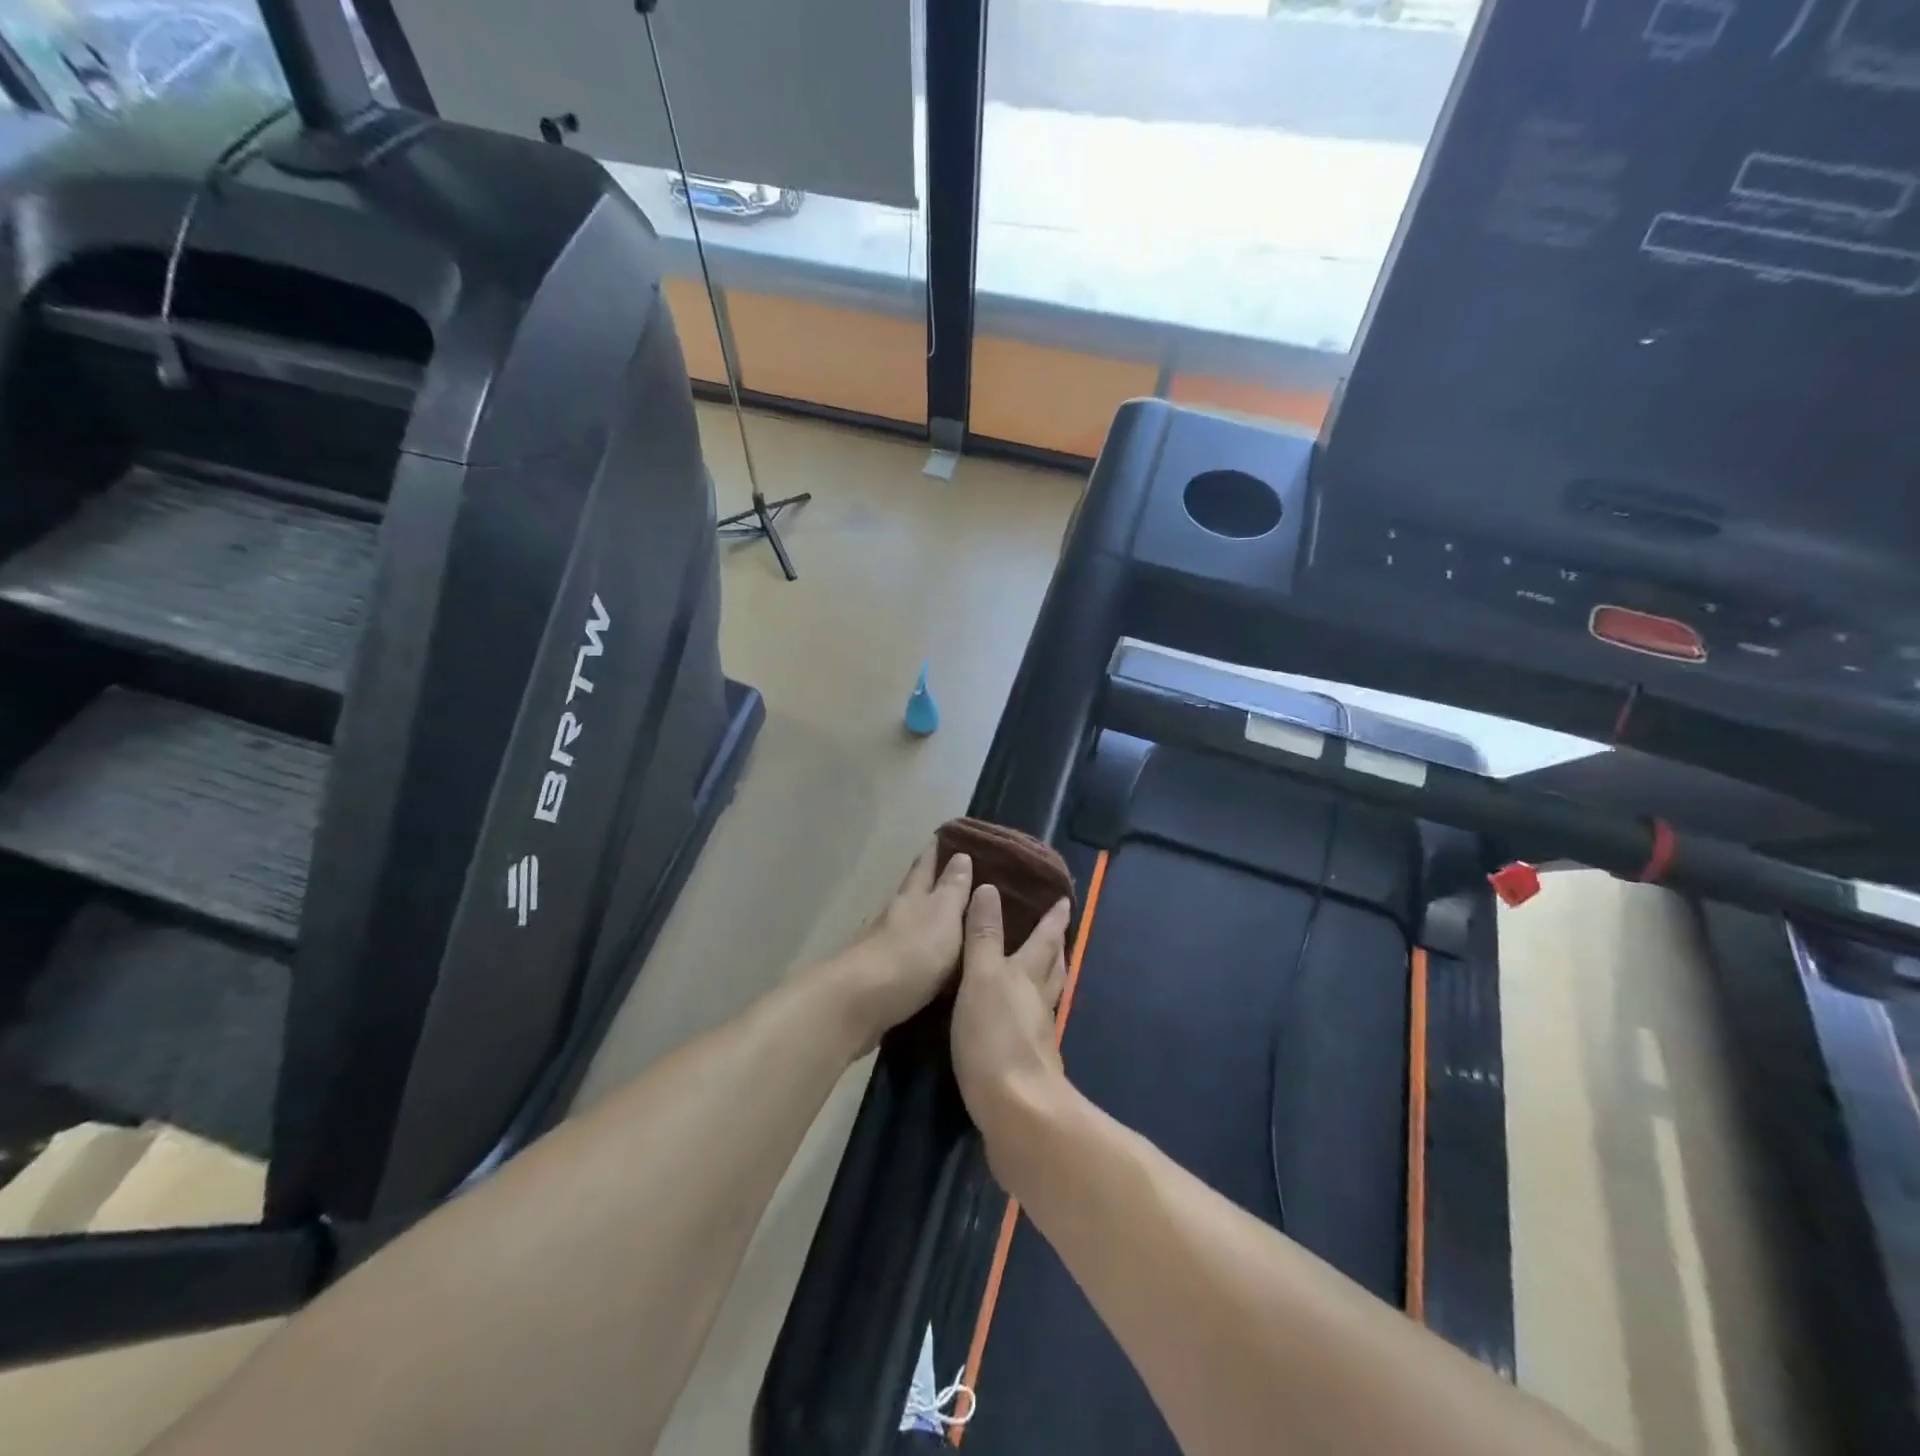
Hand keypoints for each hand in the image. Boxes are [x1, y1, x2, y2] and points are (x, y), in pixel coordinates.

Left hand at [833, 842, 972, 1052]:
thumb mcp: (942, 917)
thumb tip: (961, 856)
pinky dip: (912, 952)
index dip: (934, 853)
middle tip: (944, 871)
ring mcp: (880, 946)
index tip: (942, 836)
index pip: (925, 868)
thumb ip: (952, 890)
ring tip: (939, 918)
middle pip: (910, 892)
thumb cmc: (911, 955)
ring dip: (918, 918)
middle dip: (925, 881)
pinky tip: (921, 960)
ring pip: (903, 923)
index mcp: (912, 898)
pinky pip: (899, 956)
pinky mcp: (875, 978)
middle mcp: (894, 916)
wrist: (858, 1003)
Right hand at [951, 885, 1071, 1163]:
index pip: (1044, 939)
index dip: (1053, 919)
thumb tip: (988, 888)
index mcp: (1027, 975)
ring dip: (1051, 979)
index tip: (1064, 901)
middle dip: (1056, 948)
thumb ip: (983, 936)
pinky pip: (1035, 1026)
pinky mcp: (1031, 1064)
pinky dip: (1034, 1013)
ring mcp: (1038, 1035)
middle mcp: (1038, 1001)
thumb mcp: (981, 977)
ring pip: (1048, 997)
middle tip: (1060, 933)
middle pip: (1053, 968)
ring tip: (1050, 969)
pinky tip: (1026, 1020)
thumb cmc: (994, 1036)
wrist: (1016, 1111)